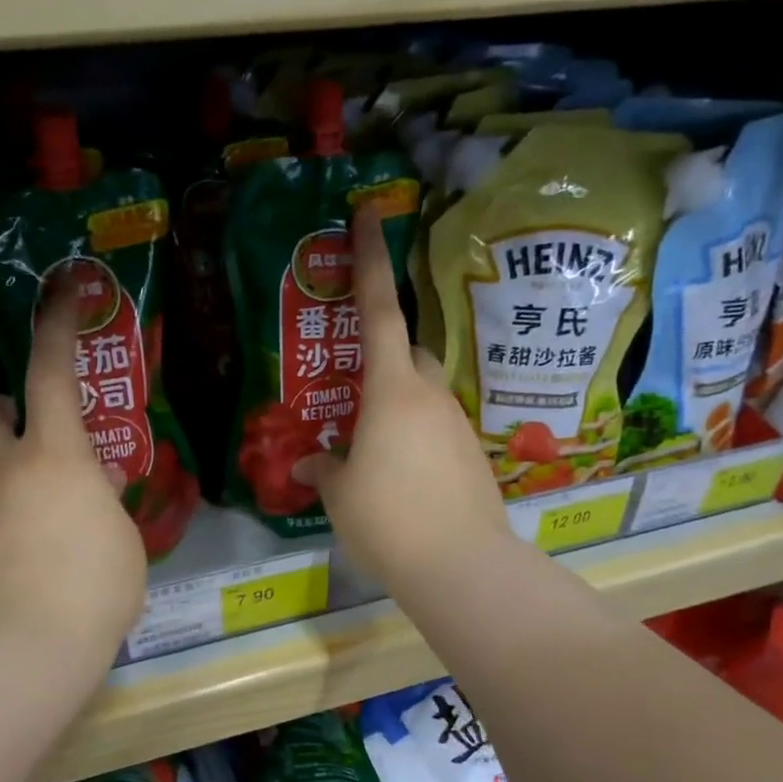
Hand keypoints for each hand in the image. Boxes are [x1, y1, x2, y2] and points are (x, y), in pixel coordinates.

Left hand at [0, 280, 147, 681]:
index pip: (51, 373)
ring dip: (2, 459)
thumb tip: (93, 487)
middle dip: (4, 404)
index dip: (55, 326)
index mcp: (55, 455)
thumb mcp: (122, 538)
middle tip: (34, 427)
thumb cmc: (96, 588)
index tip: (61, 289)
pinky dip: (0, 506)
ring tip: (40, 496)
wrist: (26, 652)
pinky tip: (28, 541)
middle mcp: (5, 468)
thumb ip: (104, 501)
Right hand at [293, 207, 510, 594]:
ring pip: (425, 395)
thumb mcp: (341, 495)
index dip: (371, 262)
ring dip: (399, 405)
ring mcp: (457, 425)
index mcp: (392, 392)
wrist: (460, 565)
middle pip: (410, 352)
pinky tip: (401, 475)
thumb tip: (309, 464)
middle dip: (386, 354)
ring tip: (372, 446)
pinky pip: (438, 430)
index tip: (369, 216)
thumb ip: (325, 470)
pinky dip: (417, 438)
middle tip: (357, 384)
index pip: (378, 312)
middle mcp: (430, 396)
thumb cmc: (388, 519)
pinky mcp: (473, 456)